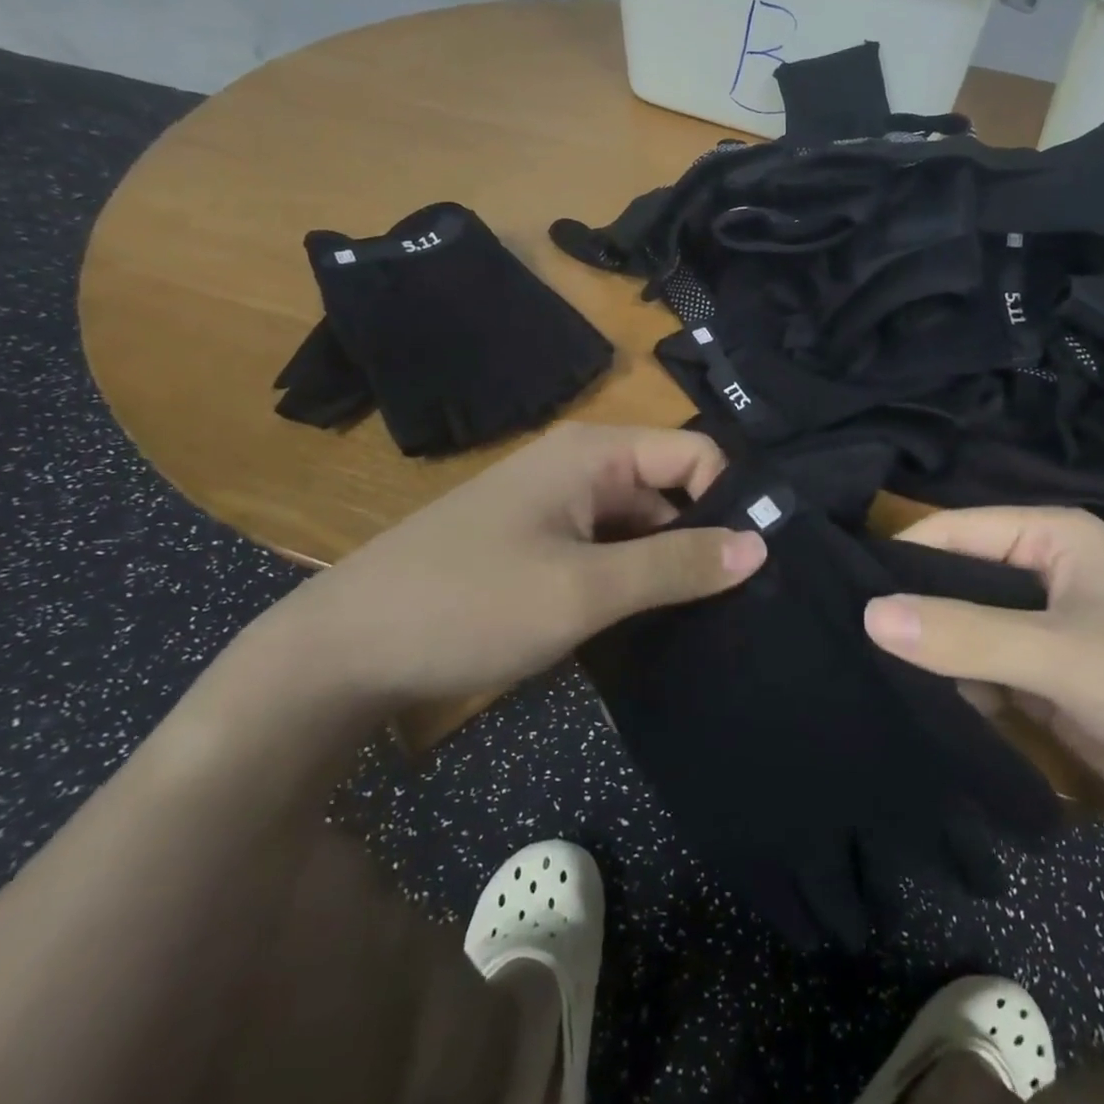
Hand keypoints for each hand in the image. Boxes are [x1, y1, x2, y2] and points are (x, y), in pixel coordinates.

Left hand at [247, 424, 766, 709]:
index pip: (696, 453)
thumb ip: (676, 564)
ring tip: (703, 625)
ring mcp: (555, 506)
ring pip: (640, 525)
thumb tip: (761, 544)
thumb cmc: (467, 605)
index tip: (752, 568)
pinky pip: (607, 550)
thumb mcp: (584, 590)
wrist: (342, 651)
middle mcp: (580, 465)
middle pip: (671, 488)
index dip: (729, 502)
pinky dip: (631, 582)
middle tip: (736, 608)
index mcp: (594, 452)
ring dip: (667, 568)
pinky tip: (649, 627)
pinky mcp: (539, 544)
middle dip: (702, 540)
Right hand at [862, 507, 1103, 842]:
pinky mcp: (1044, 681)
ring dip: (924, 652)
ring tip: (855, 671)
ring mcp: (1041, 630)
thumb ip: (966, 634)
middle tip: (835, 639)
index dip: (897, 559)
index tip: (835, 593)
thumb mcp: (1064, 656)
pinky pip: (980, 671)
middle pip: (951, 579)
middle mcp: (1040, 573)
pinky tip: (904, 702)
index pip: (950, 532)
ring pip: (962, 629)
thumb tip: (866, 613)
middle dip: (906, 609)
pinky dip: (950, 686)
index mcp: (1050, 537)